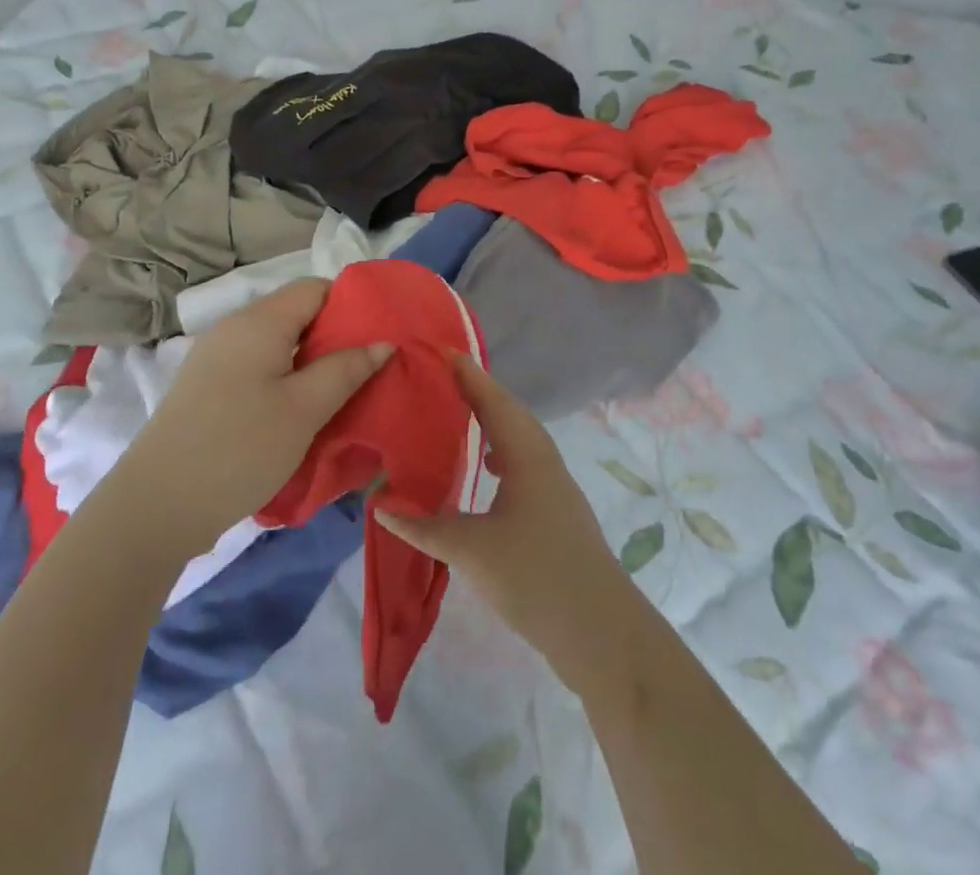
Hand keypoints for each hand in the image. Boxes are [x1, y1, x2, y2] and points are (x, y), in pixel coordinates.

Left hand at [116, 279, 390, 558]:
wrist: (155, 507)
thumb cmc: (239, 448)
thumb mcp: (305, 409)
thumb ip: (347, 369)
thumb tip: (383, 342)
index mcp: (259, 321)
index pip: (315, 288)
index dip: (350, 305)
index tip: (378, 338)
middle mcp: (235, 328)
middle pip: (297, 314)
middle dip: (335, 338)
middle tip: (367, 371)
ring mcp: (216, 358)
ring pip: (279, 344)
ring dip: (312, 363)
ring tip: (340, 395)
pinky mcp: (207, 387)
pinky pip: (259, 367)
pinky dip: (286, 380)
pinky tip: (300, 412)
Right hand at [376, 355, 634, 688]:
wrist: (599, 629)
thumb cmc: (534, 576)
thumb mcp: (471, 549)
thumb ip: (424, 525)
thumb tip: (380, 504)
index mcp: (526, 453)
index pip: (492, 399)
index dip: (467, 374)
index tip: (440, 350)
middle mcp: (543, 458)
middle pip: (507, 412)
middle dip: (476, 392)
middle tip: (440, 379)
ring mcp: (553, 484)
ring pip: (518, 438)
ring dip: (490, 422)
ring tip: (456, 417)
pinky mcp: (555, 509)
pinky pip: (522, 461)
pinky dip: (500, 452)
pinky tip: (485, 470)